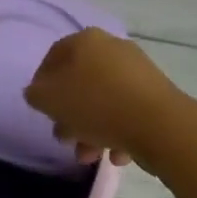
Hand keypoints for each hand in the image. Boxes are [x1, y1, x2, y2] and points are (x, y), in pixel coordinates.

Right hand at [23, 28, 186, 167]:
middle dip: (70, 114)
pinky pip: (127, 111)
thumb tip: (38, 92)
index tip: (41, 110)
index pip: (54, 57)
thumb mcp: (51, 100)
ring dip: (91, 129)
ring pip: (104, 100)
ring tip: (89, 157)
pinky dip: (118, 132)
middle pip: (80, 81)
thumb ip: (36, 94)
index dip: (42, 83)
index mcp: (85, 41)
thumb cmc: (97, 106)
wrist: (160, 124)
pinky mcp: (156, 94)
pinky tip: (117, 155)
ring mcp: (137, 70)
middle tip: (65, 138)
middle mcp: (111, 47)